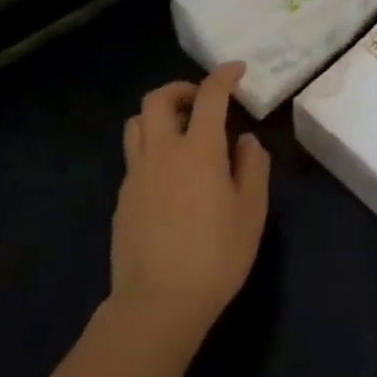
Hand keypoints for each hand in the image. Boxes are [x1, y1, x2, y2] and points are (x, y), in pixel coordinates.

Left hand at [112, 62, 269, 341]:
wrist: (157, 305)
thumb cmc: (215, 256)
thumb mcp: (252, 212)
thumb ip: (253, 168)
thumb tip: (245, 141)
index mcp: (199, 150)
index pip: (210, 95)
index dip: (223, 76)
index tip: (236, 70)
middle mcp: (163, 152)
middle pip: (158, 99)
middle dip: (181, 88)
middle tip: (202, 101)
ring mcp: (137, 175)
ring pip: (137, 124)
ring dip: (159, 115)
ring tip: (181, 131)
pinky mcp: (123, 200)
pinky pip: (134, 157)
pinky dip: (152, 148)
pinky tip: (169, 176)